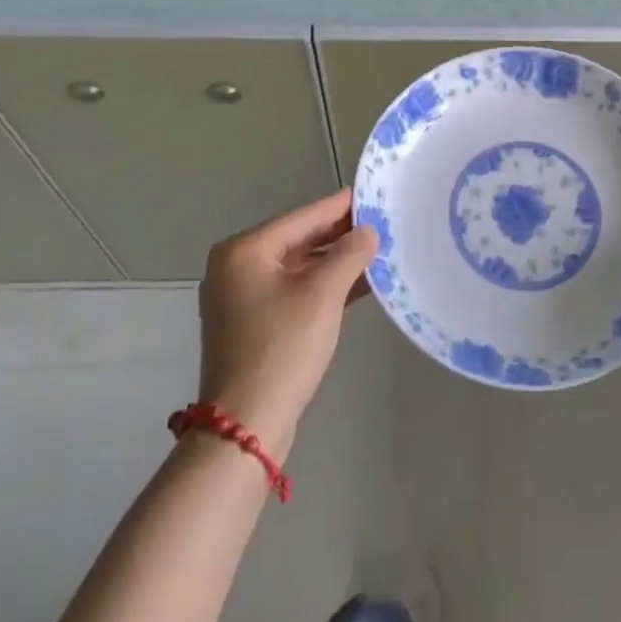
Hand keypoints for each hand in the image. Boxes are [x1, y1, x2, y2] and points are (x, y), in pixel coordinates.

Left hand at [196, 189, 377, 455]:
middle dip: (340, 235)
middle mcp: (237, 267)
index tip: (374, 194)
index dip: (341, 206)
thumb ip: (349, 254)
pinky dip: (323, 286)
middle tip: (383, 223)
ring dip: (335, 262)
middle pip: (299, 240)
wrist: (245, 427)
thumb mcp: (323, 294)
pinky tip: (359, 284)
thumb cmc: (282, 348)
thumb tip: (368, 231)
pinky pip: (294, 290)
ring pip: (299, 267)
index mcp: (245, 251)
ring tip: (378, 251)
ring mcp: (242, 298)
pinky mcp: (253, 324)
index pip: (303, 216)